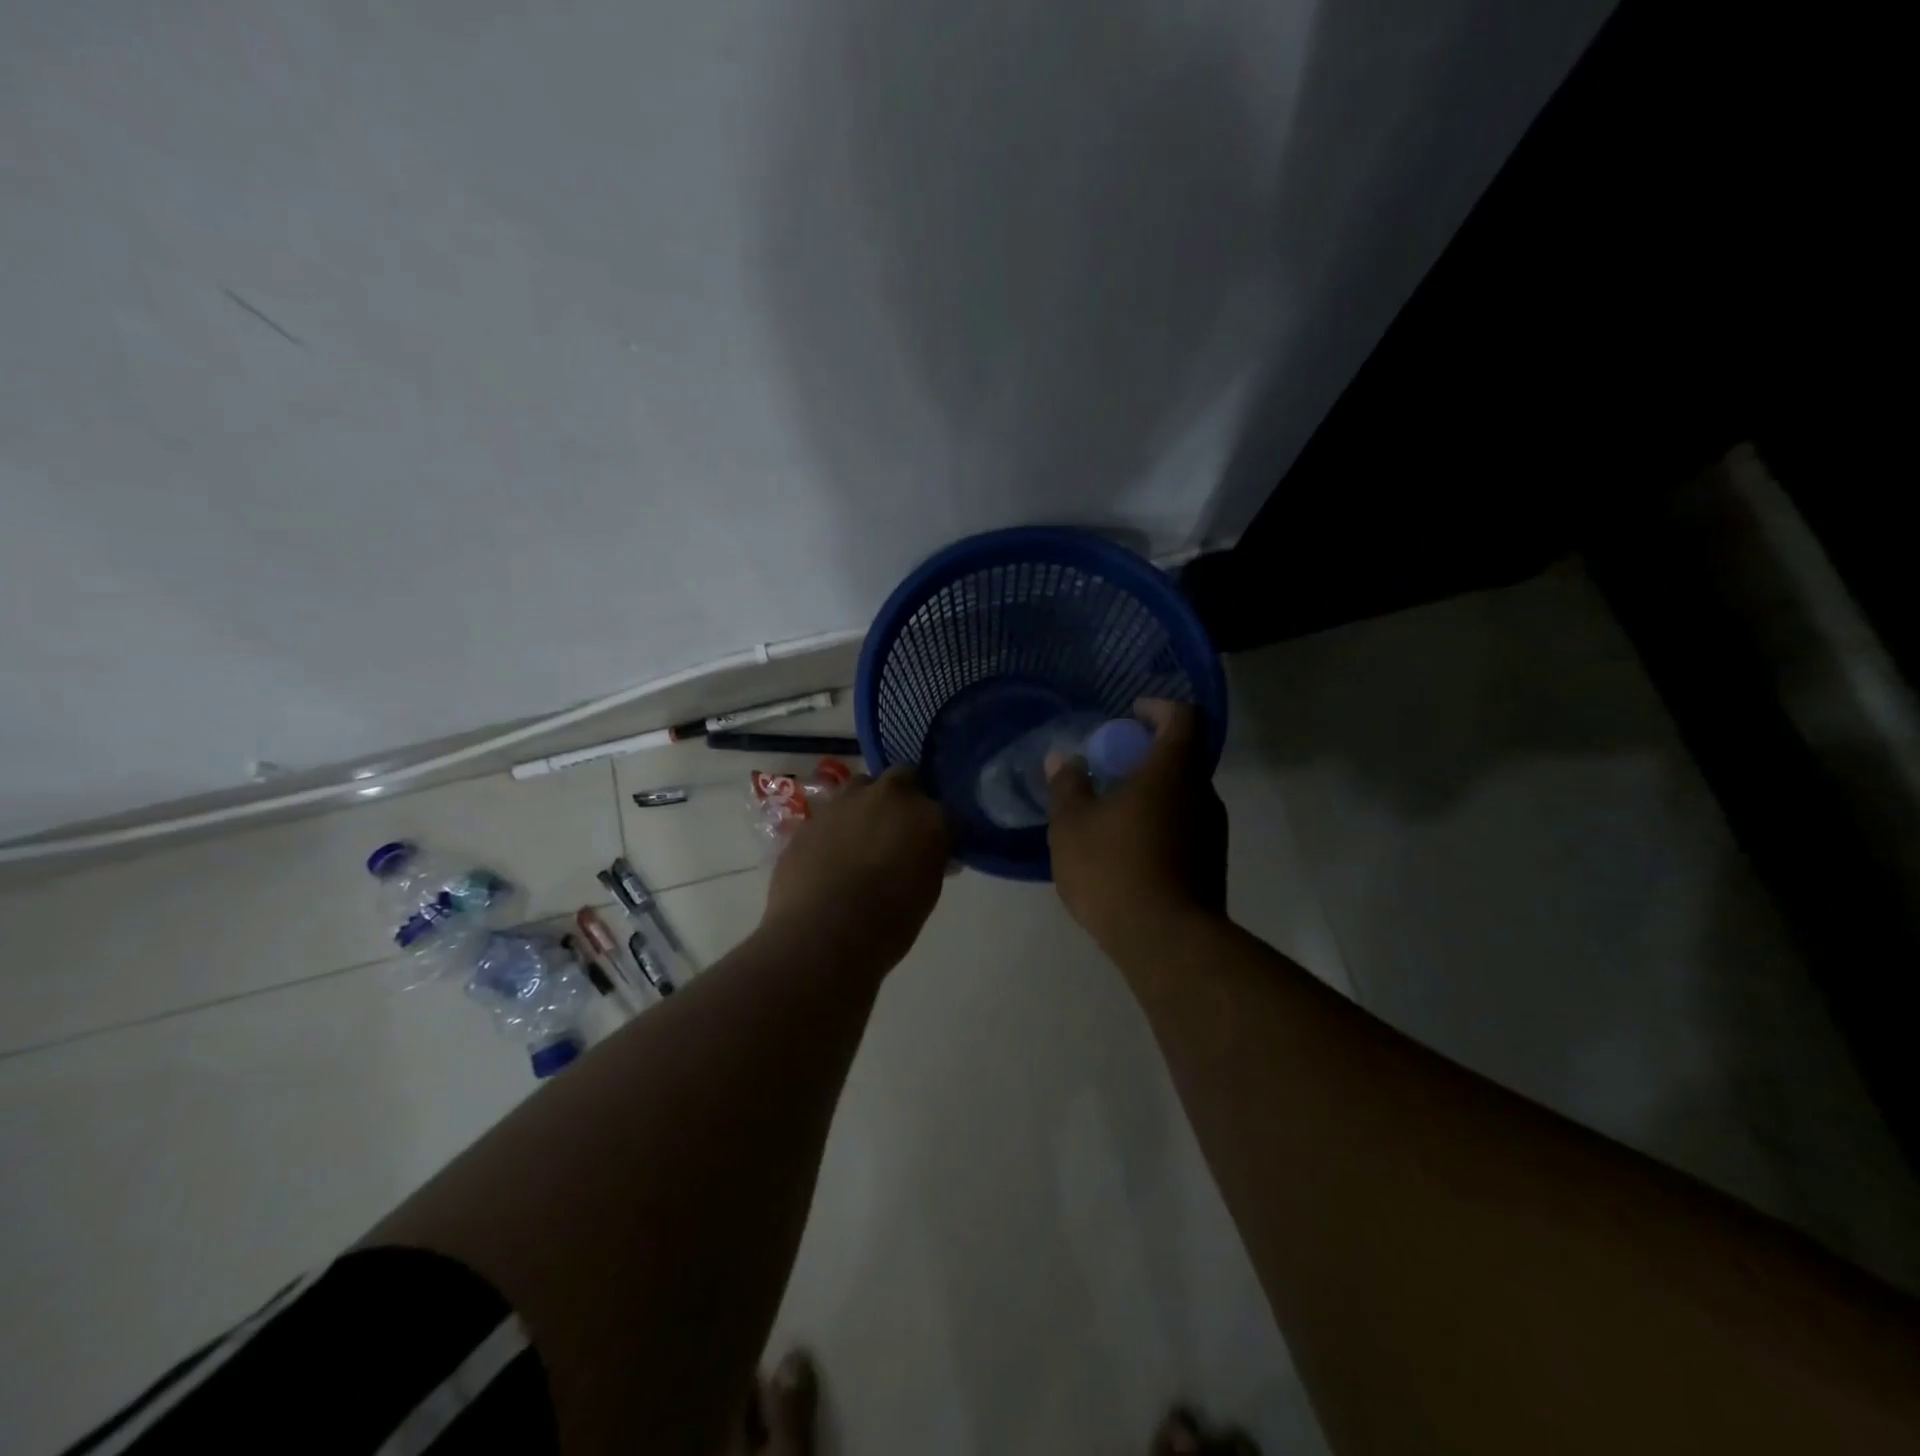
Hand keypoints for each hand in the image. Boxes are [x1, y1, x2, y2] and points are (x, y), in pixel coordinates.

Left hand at [762, 765, 952, 974]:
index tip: (933, 845)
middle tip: (899, 829)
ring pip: (862, 786)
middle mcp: (888, 796)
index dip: (937, 826)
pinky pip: (831, 812)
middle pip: (903, 777)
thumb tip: (928, 853)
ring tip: (862, 838)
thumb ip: (930, 860)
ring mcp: (845, 802)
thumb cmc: (888, 923)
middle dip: (904, 797)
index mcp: (927, 815)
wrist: (821, 935)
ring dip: (867, 804)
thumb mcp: (926, 893)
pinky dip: (836, 826)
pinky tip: (832, 855)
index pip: (943, 809)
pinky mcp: (811, 818)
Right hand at [1046, 699, 1227, 950]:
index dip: (1158, 708)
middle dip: (1148, 753)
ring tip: (1114, 809)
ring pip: (1184, 795)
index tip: (1132, 713)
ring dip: (1154, 792)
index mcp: (1173, 772)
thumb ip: (1067, 786)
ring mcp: (1213, 832)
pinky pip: (1185, 827)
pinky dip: (1160, 823)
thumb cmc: (1115, 870)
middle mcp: (1202, 794)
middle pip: (1184, 757)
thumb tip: (1064, 759)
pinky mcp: (1211, 865)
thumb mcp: (1073, 825)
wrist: (1167, 942)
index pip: (1183, 717)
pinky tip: (1128, 848)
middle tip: (1111, 765)